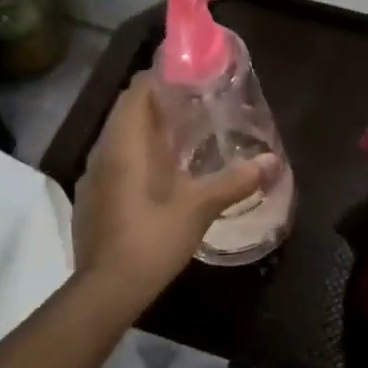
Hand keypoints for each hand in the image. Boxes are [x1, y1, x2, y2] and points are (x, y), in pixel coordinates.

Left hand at [72, 72, 271, 309]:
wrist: (105, 291)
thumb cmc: (151, 238)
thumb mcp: (198, 207)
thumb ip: (235, 181)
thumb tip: (273, 162)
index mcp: (124, 143)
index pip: (136, 91)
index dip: (160, 77)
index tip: (190, 76)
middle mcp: (103, 151)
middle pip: (128, 111)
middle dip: (160, 102)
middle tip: (197, 104)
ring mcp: (94, 176)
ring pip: (121, 136)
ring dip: (149, 129)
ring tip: (185, 133)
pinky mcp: (94, 198)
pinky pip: (116, 160)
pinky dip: (139, 154)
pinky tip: (164, 172)